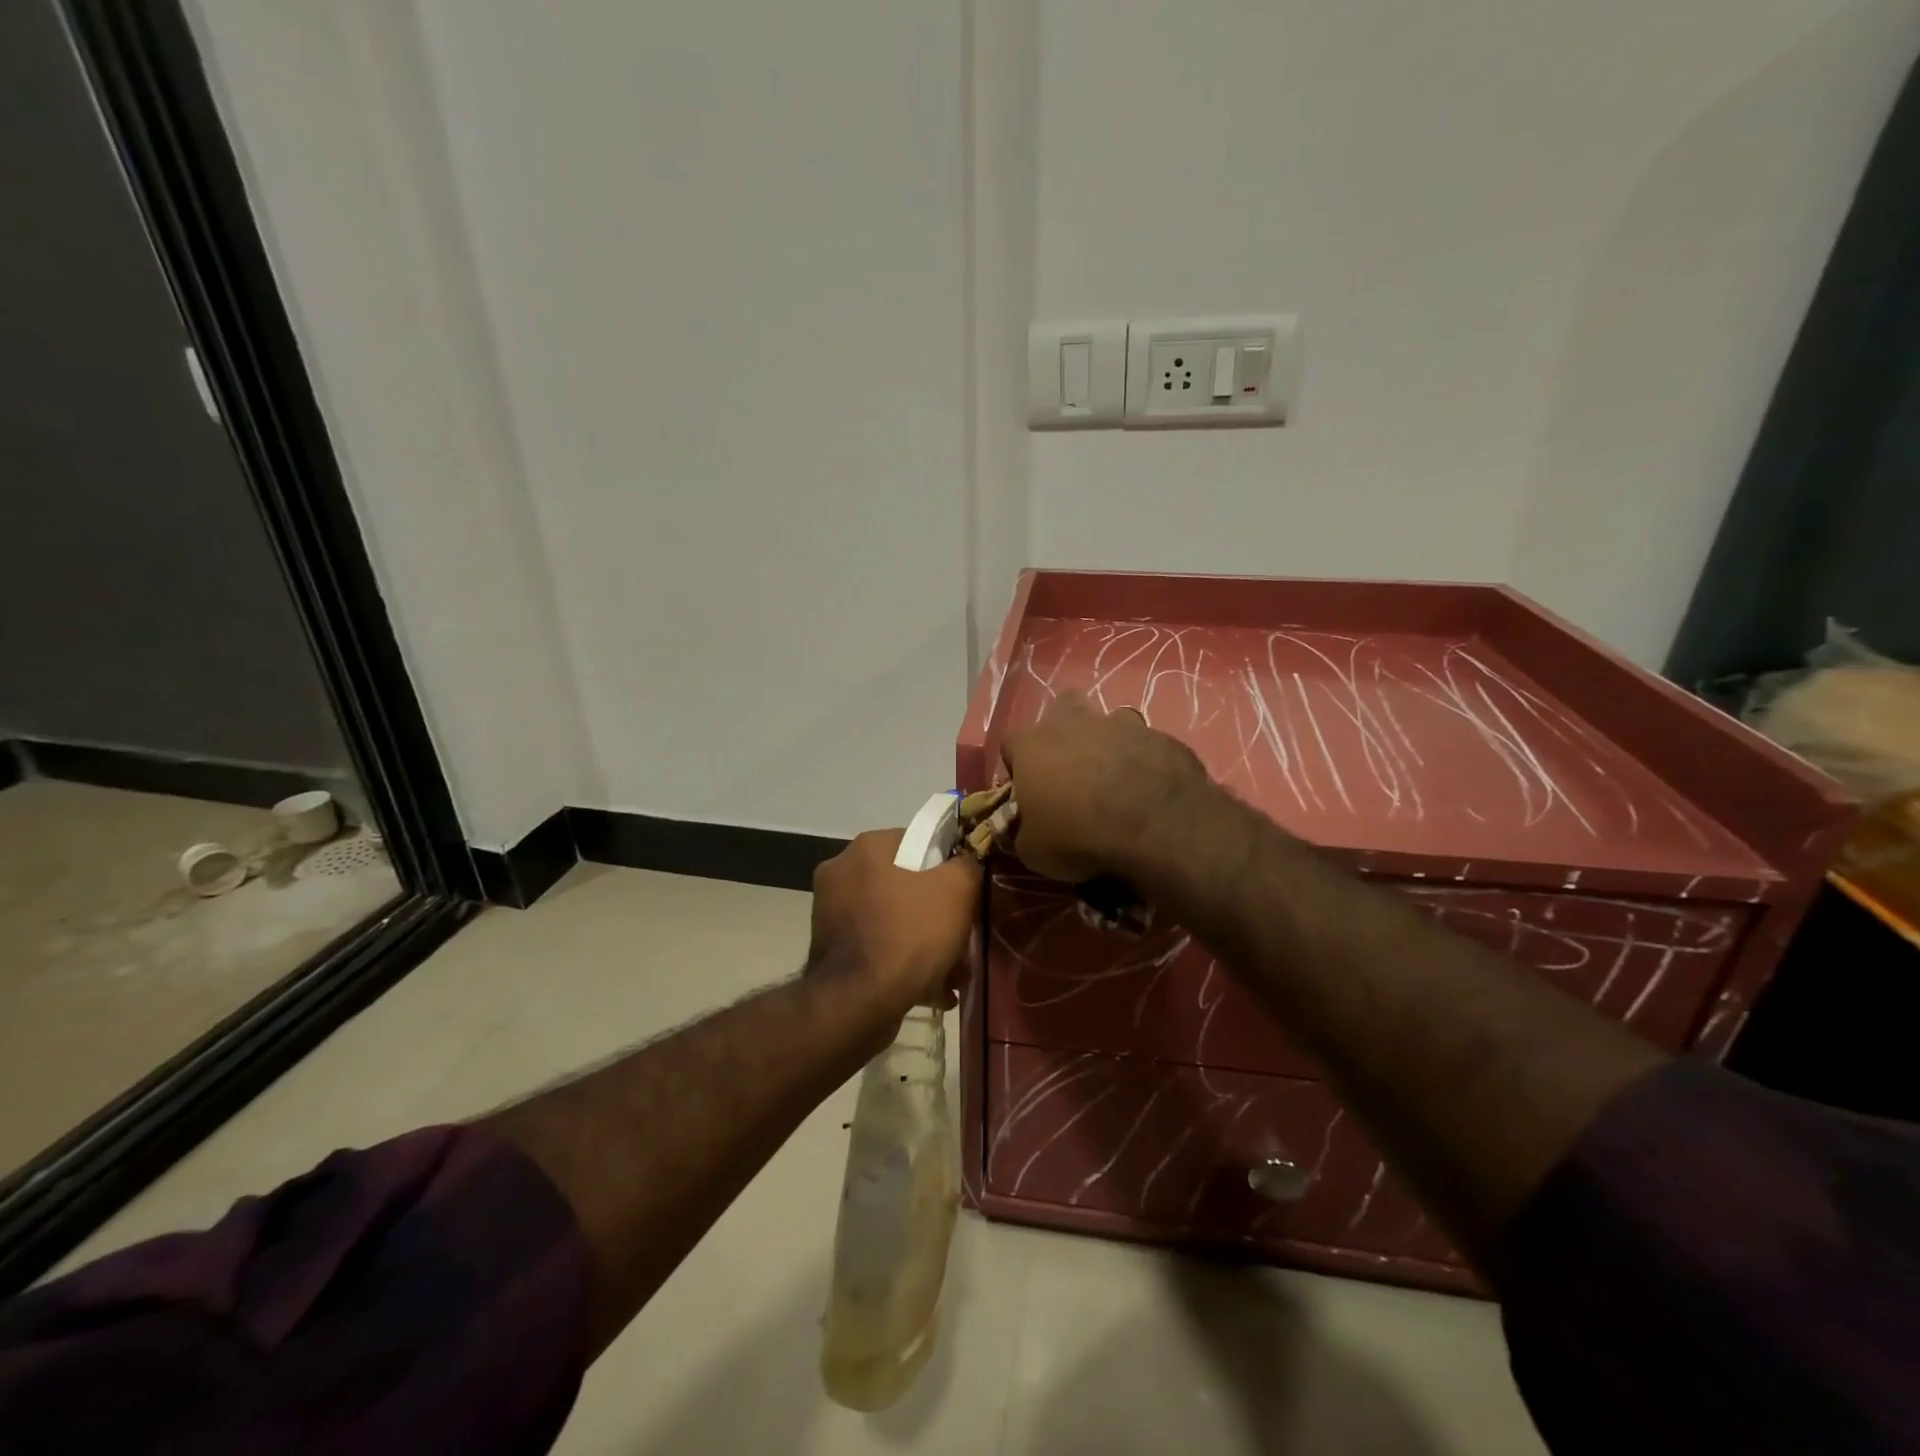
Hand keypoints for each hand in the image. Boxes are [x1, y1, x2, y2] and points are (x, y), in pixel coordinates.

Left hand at [809, 829, 981, 1013]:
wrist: (858, 1004)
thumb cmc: (909, 934)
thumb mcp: (956, 890)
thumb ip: (967, 865)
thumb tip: (967, 861)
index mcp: (866, 848)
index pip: (917, 841)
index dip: (947, 865)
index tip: (966, 892)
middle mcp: (841, 873)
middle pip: (906, 885)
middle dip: (938, 913)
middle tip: (963, 937)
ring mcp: (831, 914)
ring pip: (893, 920)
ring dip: (925, 943)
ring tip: (953, 972)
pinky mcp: (830, 952)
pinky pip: (877, 948)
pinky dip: (903, 963)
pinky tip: (931, 989)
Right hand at [1001, 692, 1209, 882]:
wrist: (1156, 826)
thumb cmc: (1079, 835)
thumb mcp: (1034, 851)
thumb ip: (1025, 832)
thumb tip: (1027, 831)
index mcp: (1033, 745)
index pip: (1011, 743)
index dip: (1018, 766)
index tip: (1029, 791)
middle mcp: (1074, 723)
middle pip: (1063, 709)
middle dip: (1065, 731)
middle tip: (1072, 769)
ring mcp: (1121, 724)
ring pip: (1110, 721)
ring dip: (1109, 742)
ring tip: (1117, 778)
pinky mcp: (1162, 735)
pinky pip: (1147, 744)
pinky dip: (1145, 761)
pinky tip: (1151, 788)